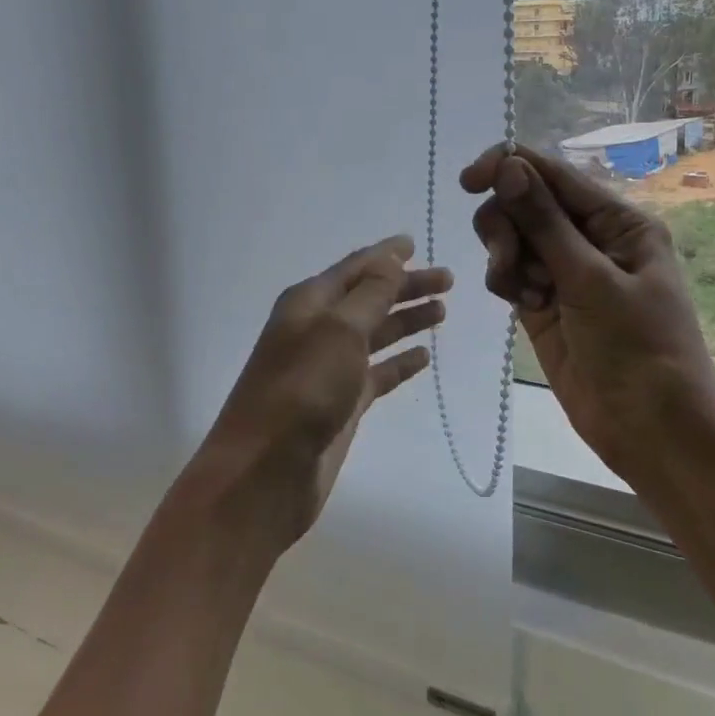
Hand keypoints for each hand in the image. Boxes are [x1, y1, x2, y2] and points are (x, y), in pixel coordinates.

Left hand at [188, 235, 450, 550]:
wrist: (265, 473)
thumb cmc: (302, 390)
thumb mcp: (339, 331)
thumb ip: (370, 294)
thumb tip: (390, 258)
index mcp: (309, 304)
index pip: (354, 268)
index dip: (385, 255)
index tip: (415, 243)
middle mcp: (317, 330)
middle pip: (369, 299)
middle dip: (406, 287)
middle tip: (448, 280)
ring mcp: (329, 369)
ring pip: (375, 334)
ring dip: (405, 321)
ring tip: (442, 311)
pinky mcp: (341, 405)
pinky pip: (377, 373)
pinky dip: (399, 363)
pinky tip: (423, 356)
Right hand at [460, 146, 714, 486]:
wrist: (651, 429)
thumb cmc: (638, 348)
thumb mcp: (592, 280)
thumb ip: (545, 222)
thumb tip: (508, 164)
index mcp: (618, 221)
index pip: (554, 174)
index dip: (509, 166)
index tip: (469, 180)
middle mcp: (590, 238)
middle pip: (525, 202)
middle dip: (507, 225)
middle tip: (509, 261)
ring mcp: (564, 272)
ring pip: (511, 237)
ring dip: (505, 257)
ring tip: (525, 294)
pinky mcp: (543, 303)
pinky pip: (509, 273)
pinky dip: (507, 282)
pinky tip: (527, 308)